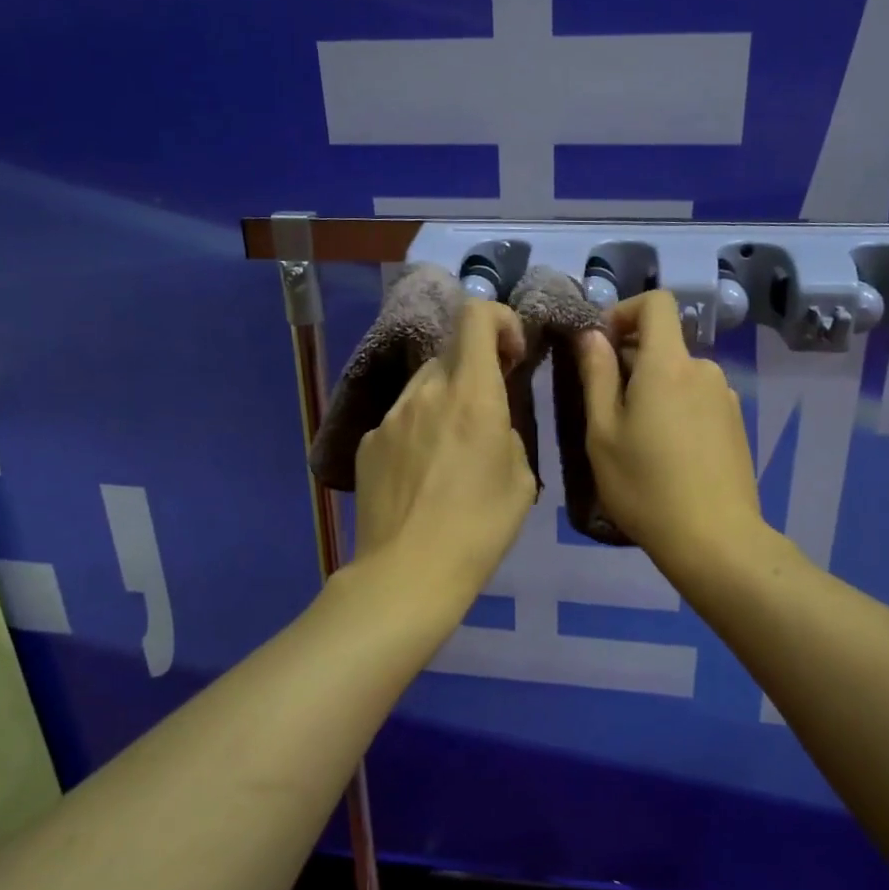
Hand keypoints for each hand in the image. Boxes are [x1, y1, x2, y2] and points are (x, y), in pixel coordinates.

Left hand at [352, 299, 537, 600]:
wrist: (408, 573)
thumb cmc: (479, 528)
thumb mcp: (521, 480)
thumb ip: (506, 433)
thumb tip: (490, 423)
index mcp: (472, 395)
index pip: (476, 316)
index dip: (499, 320)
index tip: (511, 354)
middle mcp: (427, 392)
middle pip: (451, 354)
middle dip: (474, 373)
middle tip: (485, 415)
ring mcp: (390, 416)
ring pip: (424, 387)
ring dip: (444, 402)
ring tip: (450, 453)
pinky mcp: (367, 442)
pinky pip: (400, 420)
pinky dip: (417, 431)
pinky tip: (420, 476)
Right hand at [576, 290, 767, 578]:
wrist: (715, 539)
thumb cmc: (646, 486)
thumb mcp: (603, 432)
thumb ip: (596, 375)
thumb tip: (593, 335)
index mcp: (668, 364)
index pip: (657, 303)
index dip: (625, 311)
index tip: (601, 345)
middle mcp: (704, 369)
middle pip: (664, 344)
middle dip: (631, 361)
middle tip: (607, 409)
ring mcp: (726, 397)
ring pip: (680, 375)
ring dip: (655, 389)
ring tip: (637, 439)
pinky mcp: (737, 423)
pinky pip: (698, 399)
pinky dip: (677, 409)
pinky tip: (668, 455)